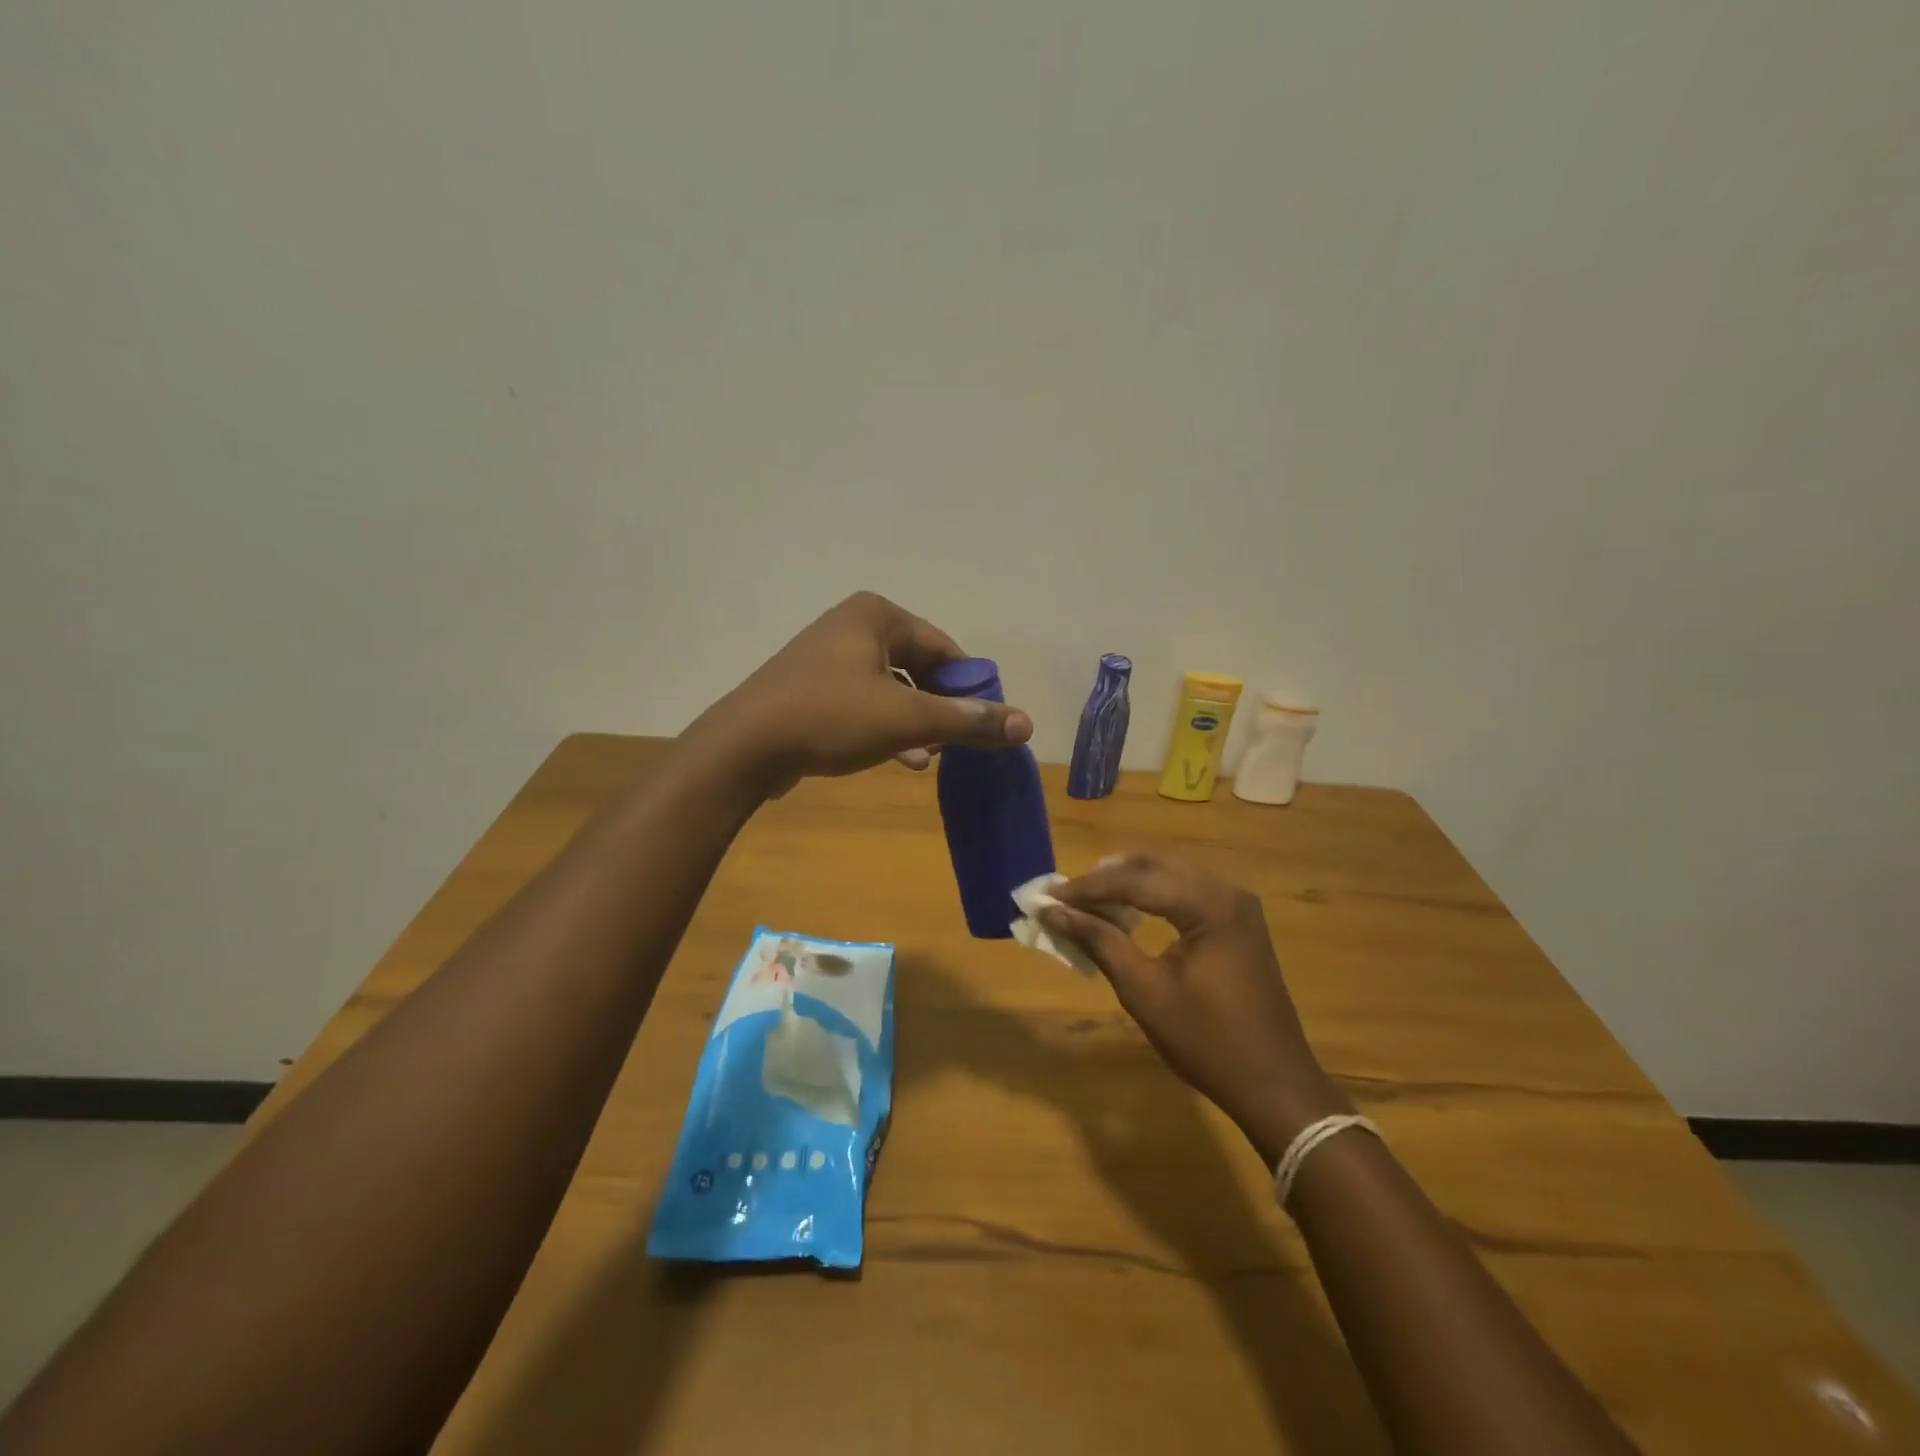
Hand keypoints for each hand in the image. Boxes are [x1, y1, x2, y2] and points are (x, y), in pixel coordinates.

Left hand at [700, 591, 1032, 783]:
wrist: (744, 747)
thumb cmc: (831, 717)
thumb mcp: (908, 719)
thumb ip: (968, 720)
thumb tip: (1027, 724)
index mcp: (877, 615)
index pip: (945, 648)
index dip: (969, 687)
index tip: (982, 723)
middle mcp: (851, 626)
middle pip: (918, 667)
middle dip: (938, 708)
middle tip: (953, 744)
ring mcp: (826, 657)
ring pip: (890, 689)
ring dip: (913, 723)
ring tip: (927, 758)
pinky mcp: (809, 688)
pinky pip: (862, 703)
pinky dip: (883, 727)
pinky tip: (897, 759)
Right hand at [1041, 854, 1350, 1166]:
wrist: (1274, 1085)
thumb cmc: (1207, 1041)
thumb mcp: (1144, 991)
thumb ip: (1100, 941)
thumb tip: (1054, 912)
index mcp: (1210, 905)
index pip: (1136, 880)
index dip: (1087, 888)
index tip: (1047, 896)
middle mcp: (1227, 892)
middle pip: (1154, 867)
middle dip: (1105, 879)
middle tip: (1065, 896)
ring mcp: (1236, 906)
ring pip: (1169, 876)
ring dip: (1127, 885)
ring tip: (1087, 903)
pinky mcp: (1236, 923)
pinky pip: (1184, 893)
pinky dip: (1150, 898)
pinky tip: (1125, 914)